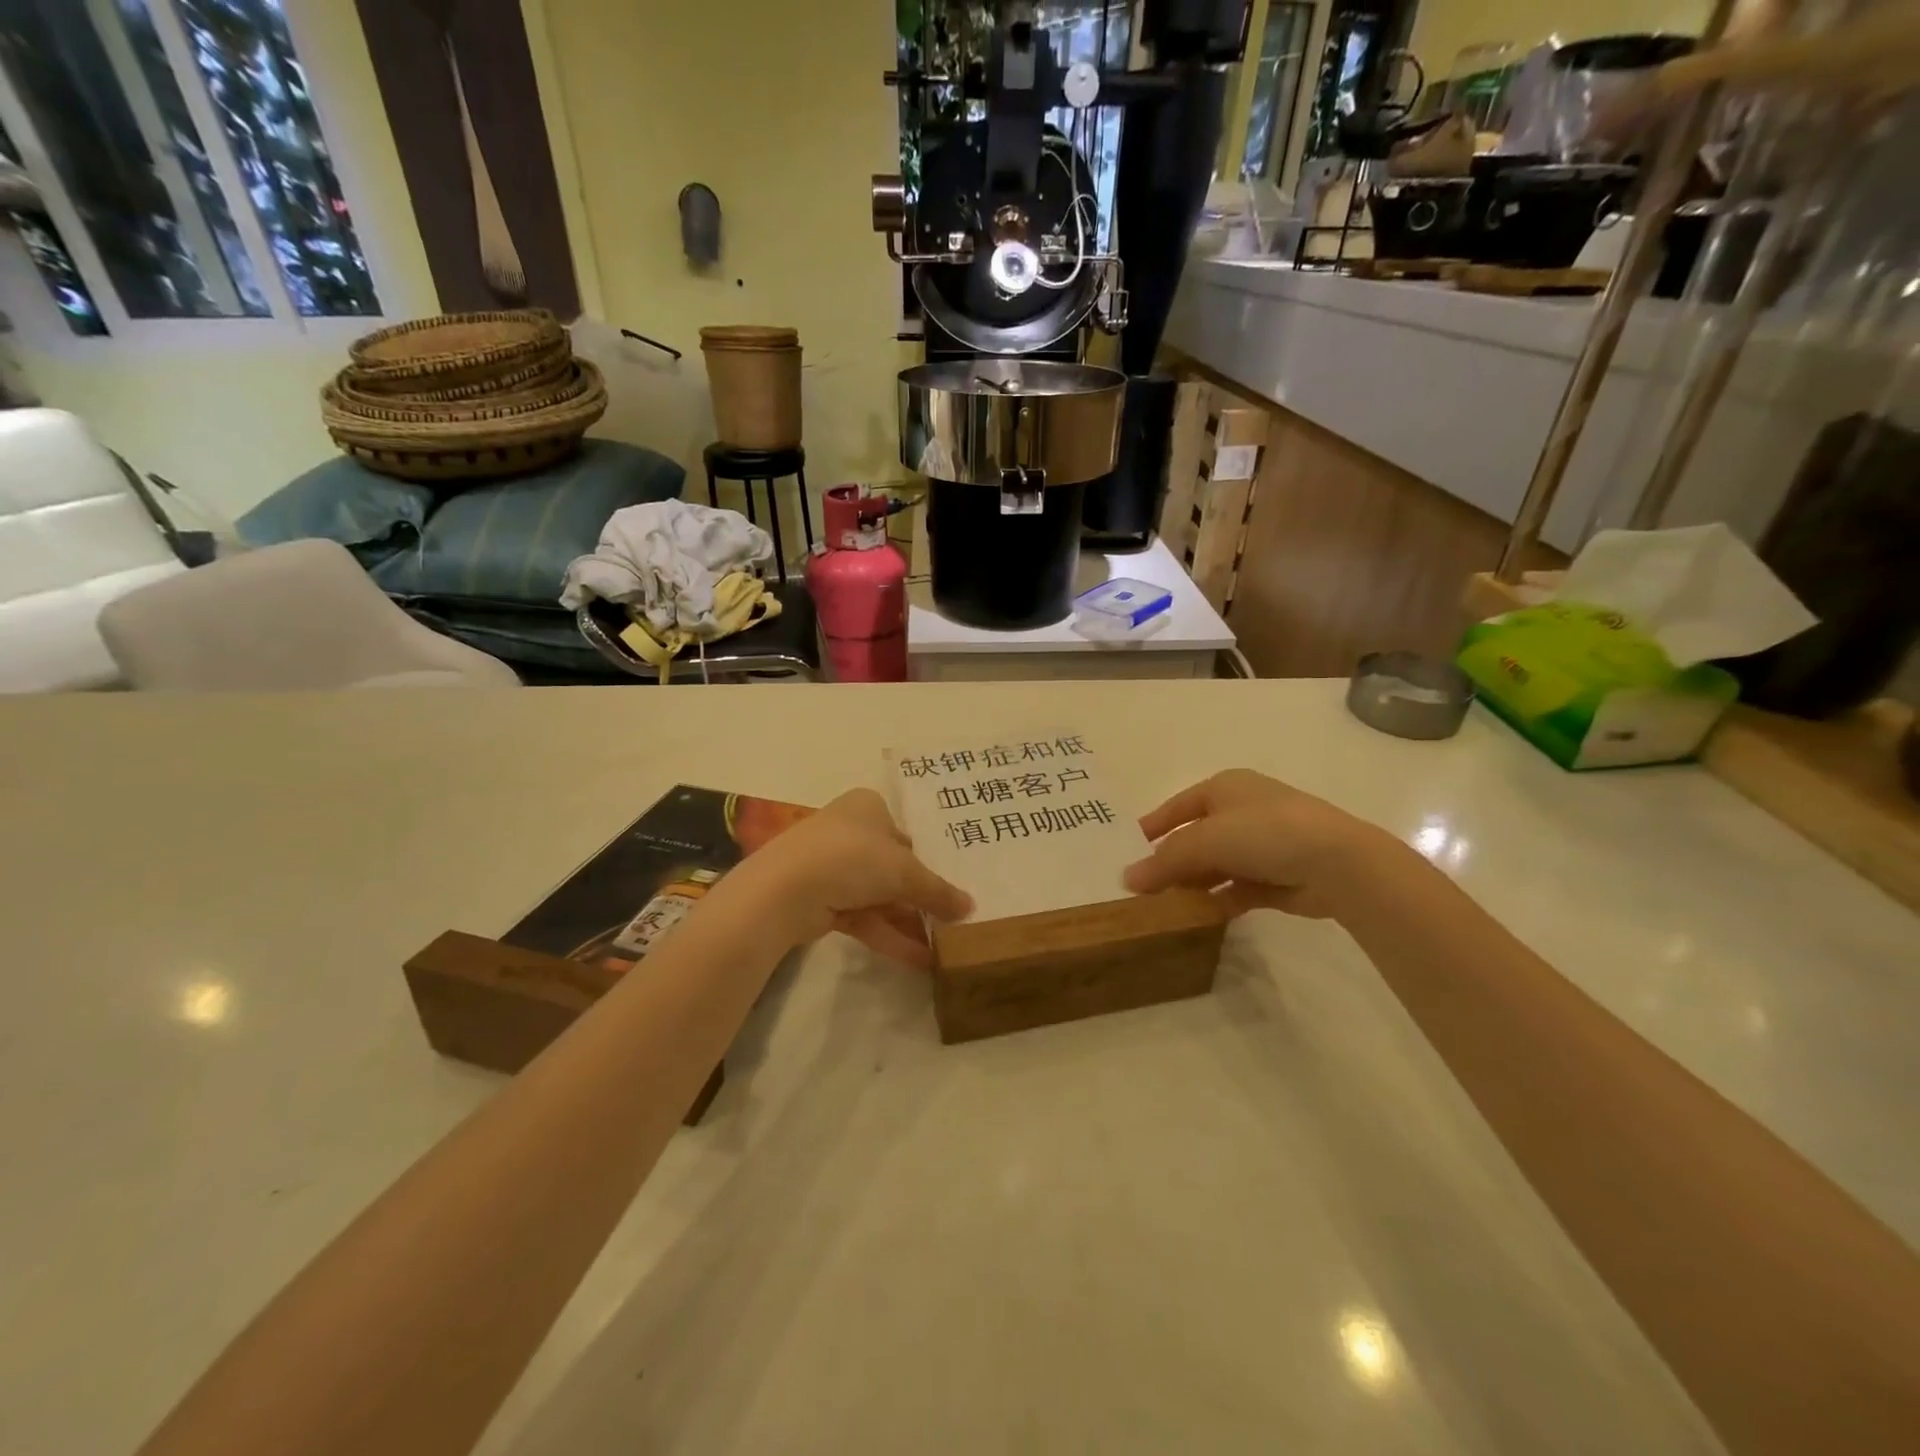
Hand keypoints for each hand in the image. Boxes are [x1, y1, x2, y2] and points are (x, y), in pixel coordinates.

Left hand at [732, 789, 971, 965]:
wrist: (785, 890)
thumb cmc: (852, 858)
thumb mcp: (905, 871)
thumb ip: (938, 891)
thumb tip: (970, 908)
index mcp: (868, 807)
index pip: (907, 833)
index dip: (931, 860)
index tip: (955, 886)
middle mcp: (850, 831)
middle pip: (895, 867)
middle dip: (923, 897)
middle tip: (955, 921)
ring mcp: (833, 866)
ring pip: (881, 895)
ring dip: (910, 922)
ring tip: (944, 947)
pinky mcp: (822, 900)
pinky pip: (865, 917)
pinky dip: (890, 935)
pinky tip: (920, 959)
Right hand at [1122, 769, 1397, 920]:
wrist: (1339, 863)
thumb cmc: (1266, 833)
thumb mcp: (1205, 840)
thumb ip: (1165, 861)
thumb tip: (1127, 879)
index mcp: (1225, 788)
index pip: (1177, 806)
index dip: (1152, 826)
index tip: (1126, 849)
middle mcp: (1243, 811)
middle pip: (1195, 838)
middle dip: (1170, 861)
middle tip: (1140, 887)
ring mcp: (1263, 845)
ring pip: (1215, 866)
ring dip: (1193, 884)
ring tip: (1162, 906)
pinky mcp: (1277, 878)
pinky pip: (1237, 889)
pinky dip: (1217, 900)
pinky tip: (1197, 916)